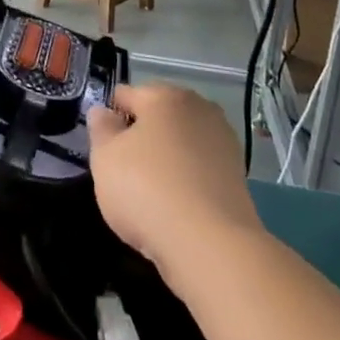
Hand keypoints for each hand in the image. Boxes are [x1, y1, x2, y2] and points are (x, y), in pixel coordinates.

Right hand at [87, 82, 263, 278]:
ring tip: (149, 191)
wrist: (210, 244)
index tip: (102, 144)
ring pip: (181, 142)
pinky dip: (186, 177)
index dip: (110, 116)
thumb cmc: (147, 189)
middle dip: (141, 135)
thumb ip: (101, 129)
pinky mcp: (237, 173)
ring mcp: (223, 140)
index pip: (127, 94)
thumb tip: (103, 112)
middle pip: (159, 116)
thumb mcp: (105, 158)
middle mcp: (199, 108)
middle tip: (123, 169)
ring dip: (166, 157)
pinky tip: (175, 203)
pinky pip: (199, 167)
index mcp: (165, 96)